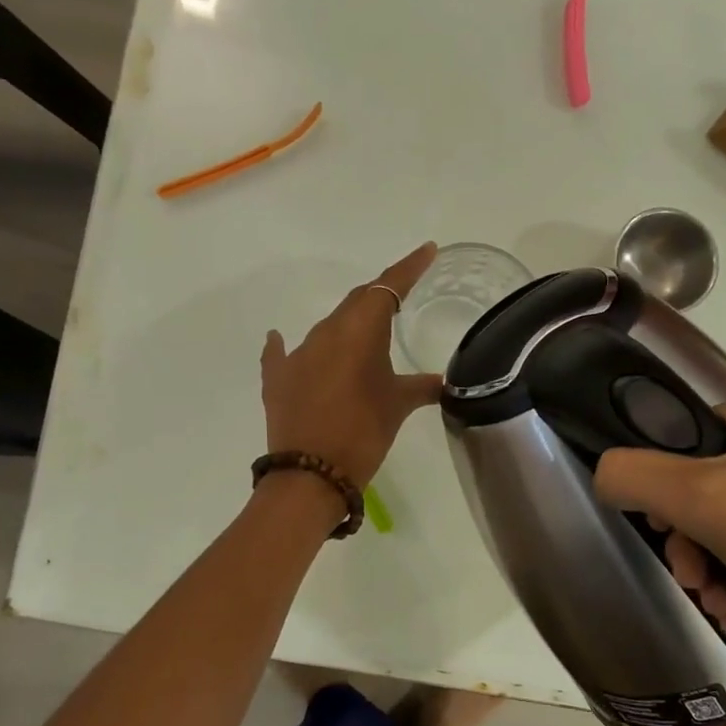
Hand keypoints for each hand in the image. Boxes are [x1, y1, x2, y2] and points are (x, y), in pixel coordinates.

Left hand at [260, 244, 443, 486]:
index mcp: (359, 331)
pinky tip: (280, 339)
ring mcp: (297, 354)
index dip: (409, 268)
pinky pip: (283, 353)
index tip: (428, 251)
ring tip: (365, 335)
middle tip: (401, 295)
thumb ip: (423, 387)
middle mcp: (326, 333)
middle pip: (356, 303)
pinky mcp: (277, 378)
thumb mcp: (398, 407)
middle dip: (380, 296)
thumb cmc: (363, 433)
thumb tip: (448, 383)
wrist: (311, 473)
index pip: (388, 287)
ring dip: (347, 327)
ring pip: (328, 328)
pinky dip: (288, 346)